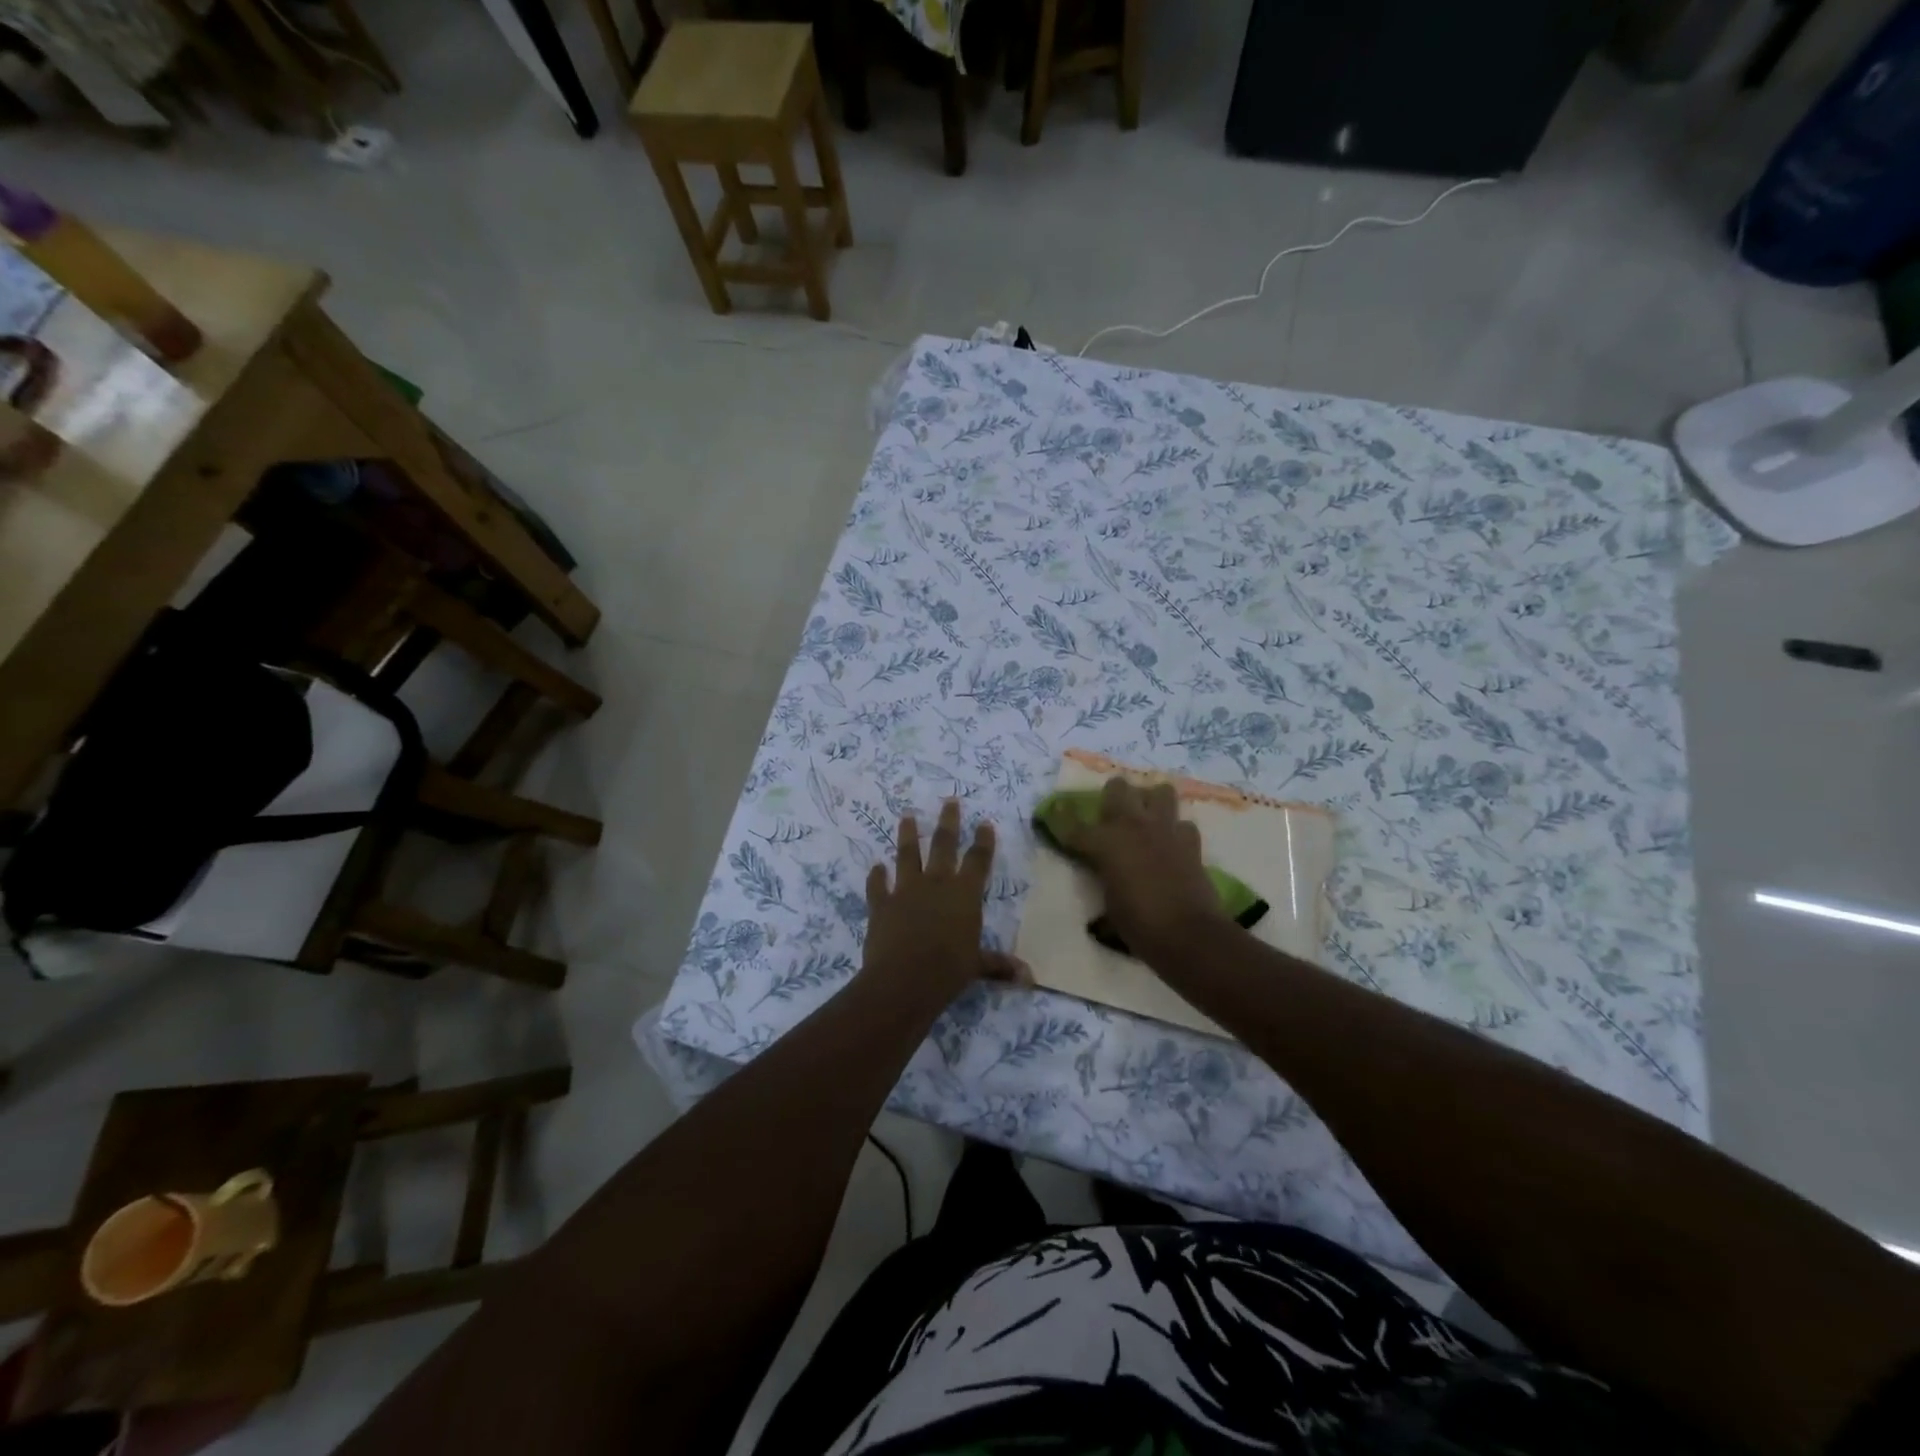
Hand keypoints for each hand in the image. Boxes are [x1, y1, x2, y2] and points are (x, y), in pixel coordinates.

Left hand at [863, 800, 1028, 1004]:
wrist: (903, 979)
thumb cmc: (948, 970)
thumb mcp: (977, 966)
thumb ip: (999, 965)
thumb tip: (1029, 978)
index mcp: (964, 894)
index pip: (978, 860)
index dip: (983, 841)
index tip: (984, 822)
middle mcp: (936, 884)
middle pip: (943, 845)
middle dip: (948, 821)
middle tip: (949, 800)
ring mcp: (905, 891)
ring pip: (907, 855)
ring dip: (907, 834)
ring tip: (906, 815)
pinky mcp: (881, 904)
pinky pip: (877, 886)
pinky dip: (876, 876)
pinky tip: (875, 867)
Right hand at [1055, 777, 1229, 963]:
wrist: (1188, 935)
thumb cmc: (1139, 925)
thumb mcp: (1109, 903)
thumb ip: (1105, 878)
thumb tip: (1106, 877)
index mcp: (1105, 843)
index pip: (1075, 826)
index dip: (1062, 818)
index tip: (1055, 811)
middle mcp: (1133, 826)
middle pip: (1117, 788)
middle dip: (1112, 796)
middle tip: (1111, 813)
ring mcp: (1165, 830)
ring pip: (1160, 792)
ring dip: (1151, 801)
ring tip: (1147, 818)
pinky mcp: (1191, 842)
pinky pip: (1183, 824)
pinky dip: (1176, 831)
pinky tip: (1172, 844)